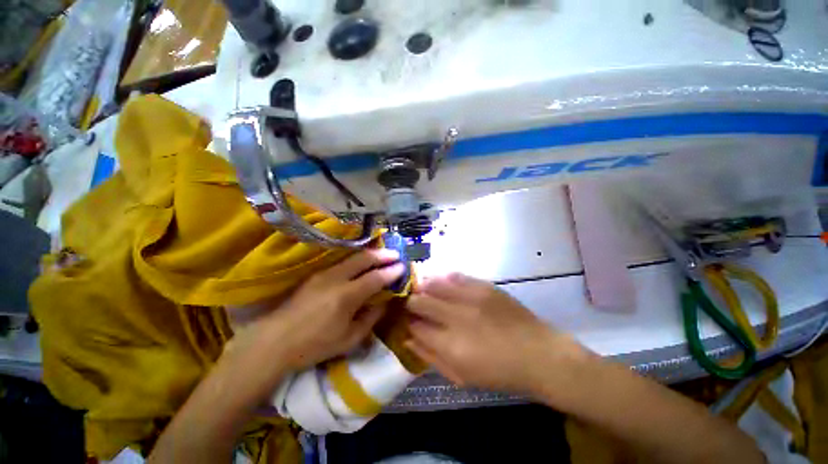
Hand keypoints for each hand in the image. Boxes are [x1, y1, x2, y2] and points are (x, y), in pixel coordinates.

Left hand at [232, 249, 405, 372]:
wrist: (275, 341)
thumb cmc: (315, 345)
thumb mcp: (349, 339)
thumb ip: (370, 318)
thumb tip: (384, 302)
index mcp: (346, 297)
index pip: (376, 278)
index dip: (391, 271)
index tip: (402, 266)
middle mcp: (336, 279)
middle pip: (364, 259)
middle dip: (383, 255)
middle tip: (396, 254)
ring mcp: (324, 274)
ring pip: (352, 256)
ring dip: (370, 253)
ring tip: (383, 253)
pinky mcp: (316, 274)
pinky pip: (342, 261)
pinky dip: (357, 258)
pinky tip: (362, 261)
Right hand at [406, 273, 588, 394]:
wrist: (539, 353)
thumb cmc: (499, 372)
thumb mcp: (461, 377)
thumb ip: (430, 357)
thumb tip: (408, 338)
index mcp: (450, 346)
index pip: (414, 326)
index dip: (407, 322)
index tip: (408, 321)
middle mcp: (457, 317)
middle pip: (419, 301)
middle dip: (411, 303)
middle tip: (414, 306)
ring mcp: (471, 297)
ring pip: (433, 283)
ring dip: (424, 287)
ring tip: (425, 291)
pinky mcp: (484, 286)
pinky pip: (454, 276)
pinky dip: (443, 279)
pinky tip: (443, 284)